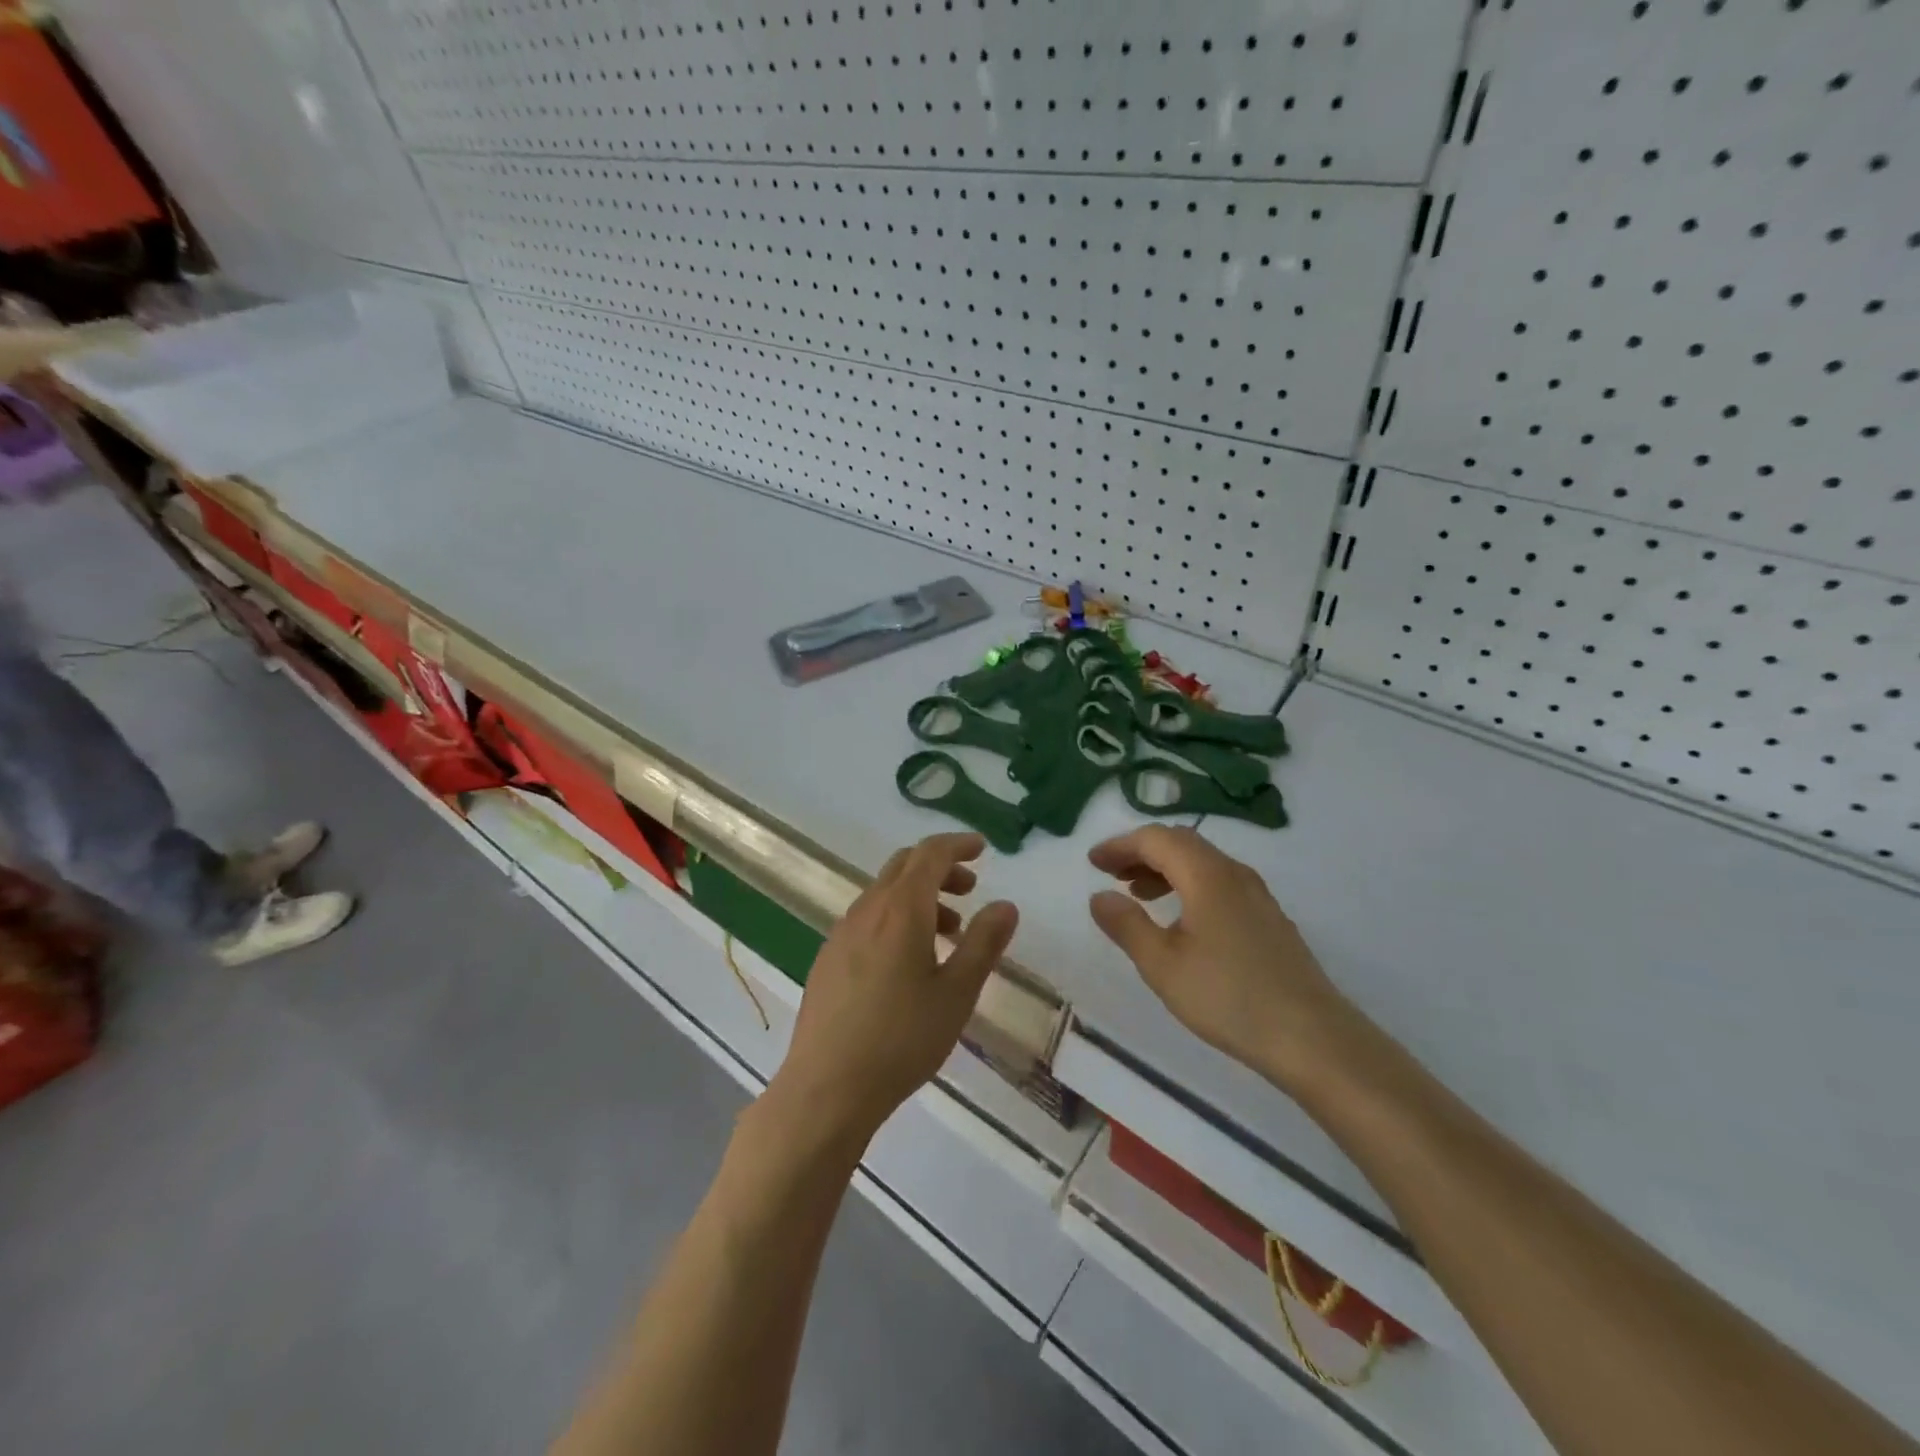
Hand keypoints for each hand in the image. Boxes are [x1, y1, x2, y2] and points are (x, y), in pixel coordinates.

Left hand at [772, 833, 1018, 1143]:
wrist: (827, 1087)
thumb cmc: (902, 1038)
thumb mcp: (957, 993)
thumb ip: (983, 943)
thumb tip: (1005, 905)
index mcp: (901, 909)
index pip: (930, 854)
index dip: (957, 845)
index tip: (981, 849)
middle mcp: (867, 910)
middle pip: (904, 866)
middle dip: (940, 868)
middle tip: (969, 890)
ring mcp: (842, 933)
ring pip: (885, 893)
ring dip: (919, 896)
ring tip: (948, 934)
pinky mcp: (828, 958)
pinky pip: (869, 918)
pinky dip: (896, 918)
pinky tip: (908, 962)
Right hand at [1087, 826, 1365, 1094]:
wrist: (1312, 1037)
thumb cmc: (1228, 997)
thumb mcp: (1163, 965)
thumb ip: (1127, 925)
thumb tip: (1099, 896)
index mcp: (1207, 875)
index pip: (1156, 839)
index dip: (1120, 845)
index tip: (1092, 862)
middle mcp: (1234, 874)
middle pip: (1181, 843)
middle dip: (1141, 852)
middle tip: (1110, 873)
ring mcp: (1257, 895)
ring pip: (1202, 863)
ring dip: (1164, 869)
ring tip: (1137, 895)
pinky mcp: (1268, 918)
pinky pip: (1219, 883)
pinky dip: (1188, 886)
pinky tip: (1180, 919)